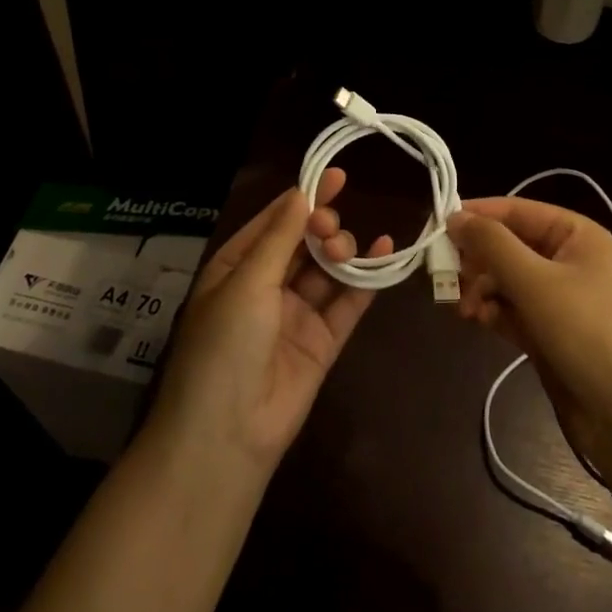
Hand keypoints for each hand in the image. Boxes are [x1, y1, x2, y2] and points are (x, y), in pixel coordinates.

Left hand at [148, 170, 390, 477]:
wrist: (227, 436)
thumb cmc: (225, 346)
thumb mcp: (246, 283)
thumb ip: (280, 237)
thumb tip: (302, 193)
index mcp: (237, 269)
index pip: (274, 223)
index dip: (303, 198)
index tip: (335, 175)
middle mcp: (266, 287)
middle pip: (303, 243)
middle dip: (322, 226)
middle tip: (329, 229)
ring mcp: (296, 315)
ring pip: (327, 269)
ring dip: (341, 251)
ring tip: (344, 249)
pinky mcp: (323, 341)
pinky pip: (349, 302)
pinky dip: (368, 278)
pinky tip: (386, 251)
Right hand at [449, 197, 611, 472]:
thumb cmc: (586, 333)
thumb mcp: (535, 282)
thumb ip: (492, 245)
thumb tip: (455, 216)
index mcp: (576, 235)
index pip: (517, 210)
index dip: (478, 215)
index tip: (438, 226)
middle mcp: (568, 260)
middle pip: (509, 245)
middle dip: (477, 259)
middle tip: (446, 274)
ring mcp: (560, 298)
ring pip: (506, 279)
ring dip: (481, 289)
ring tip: (464, 308)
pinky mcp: (550, 331)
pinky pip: (512, 309)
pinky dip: (493, 311)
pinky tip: (477, 321)